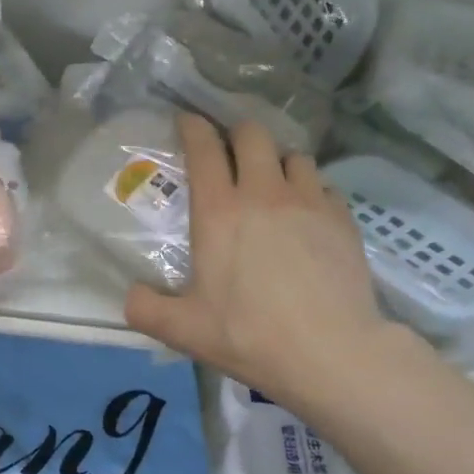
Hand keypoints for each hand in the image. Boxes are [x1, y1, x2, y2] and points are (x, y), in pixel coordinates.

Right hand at [124, 115, 410, 411]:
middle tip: (228, 151)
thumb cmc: (247, 335)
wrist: (329, 351)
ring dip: (276, 160)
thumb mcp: (181, 330)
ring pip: (293, 156)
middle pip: (253, 135)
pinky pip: (323, 186)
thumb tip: (131, 295)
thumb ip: (144, 309)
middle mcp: (264, 193)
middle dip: (236, 133)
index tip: (186, 121)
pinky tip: (305, 214)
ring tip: (270, 182)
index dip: (193, 128)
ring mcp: (309, 202)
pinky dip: (309, 189)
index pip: (204, 149)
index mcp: (219, 212)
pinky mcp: (343, 219)